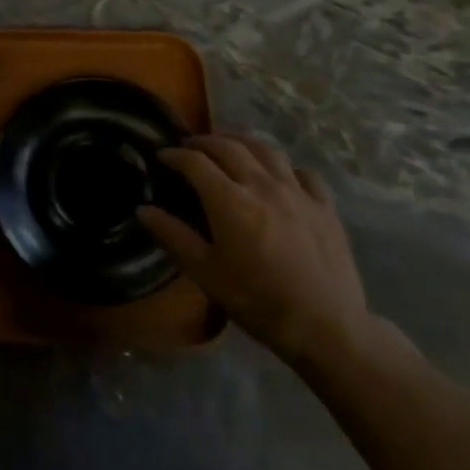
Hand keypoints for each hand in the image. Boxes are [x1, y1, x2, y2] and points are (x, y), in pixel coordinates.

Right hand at [139, 133, 372, 368]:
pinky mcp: (324, 206)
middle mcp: (262, 185)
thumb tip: (143, 210)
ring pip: (266, 150)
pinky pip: (303, 173)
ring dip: (242, 141)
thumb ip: (173, 236)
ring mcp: (297, 192)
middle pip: (229, 147)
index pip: (195, 162)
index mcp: (230, 200)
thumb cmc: (258, 301)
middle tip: (190, 147)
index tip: (162, 156)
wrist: (327, 328)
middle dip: (204, 141)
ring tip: (229, 145)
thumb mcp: (206, 274)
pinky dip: (284, 167)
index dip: (175, 155)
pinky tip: (279, 175)